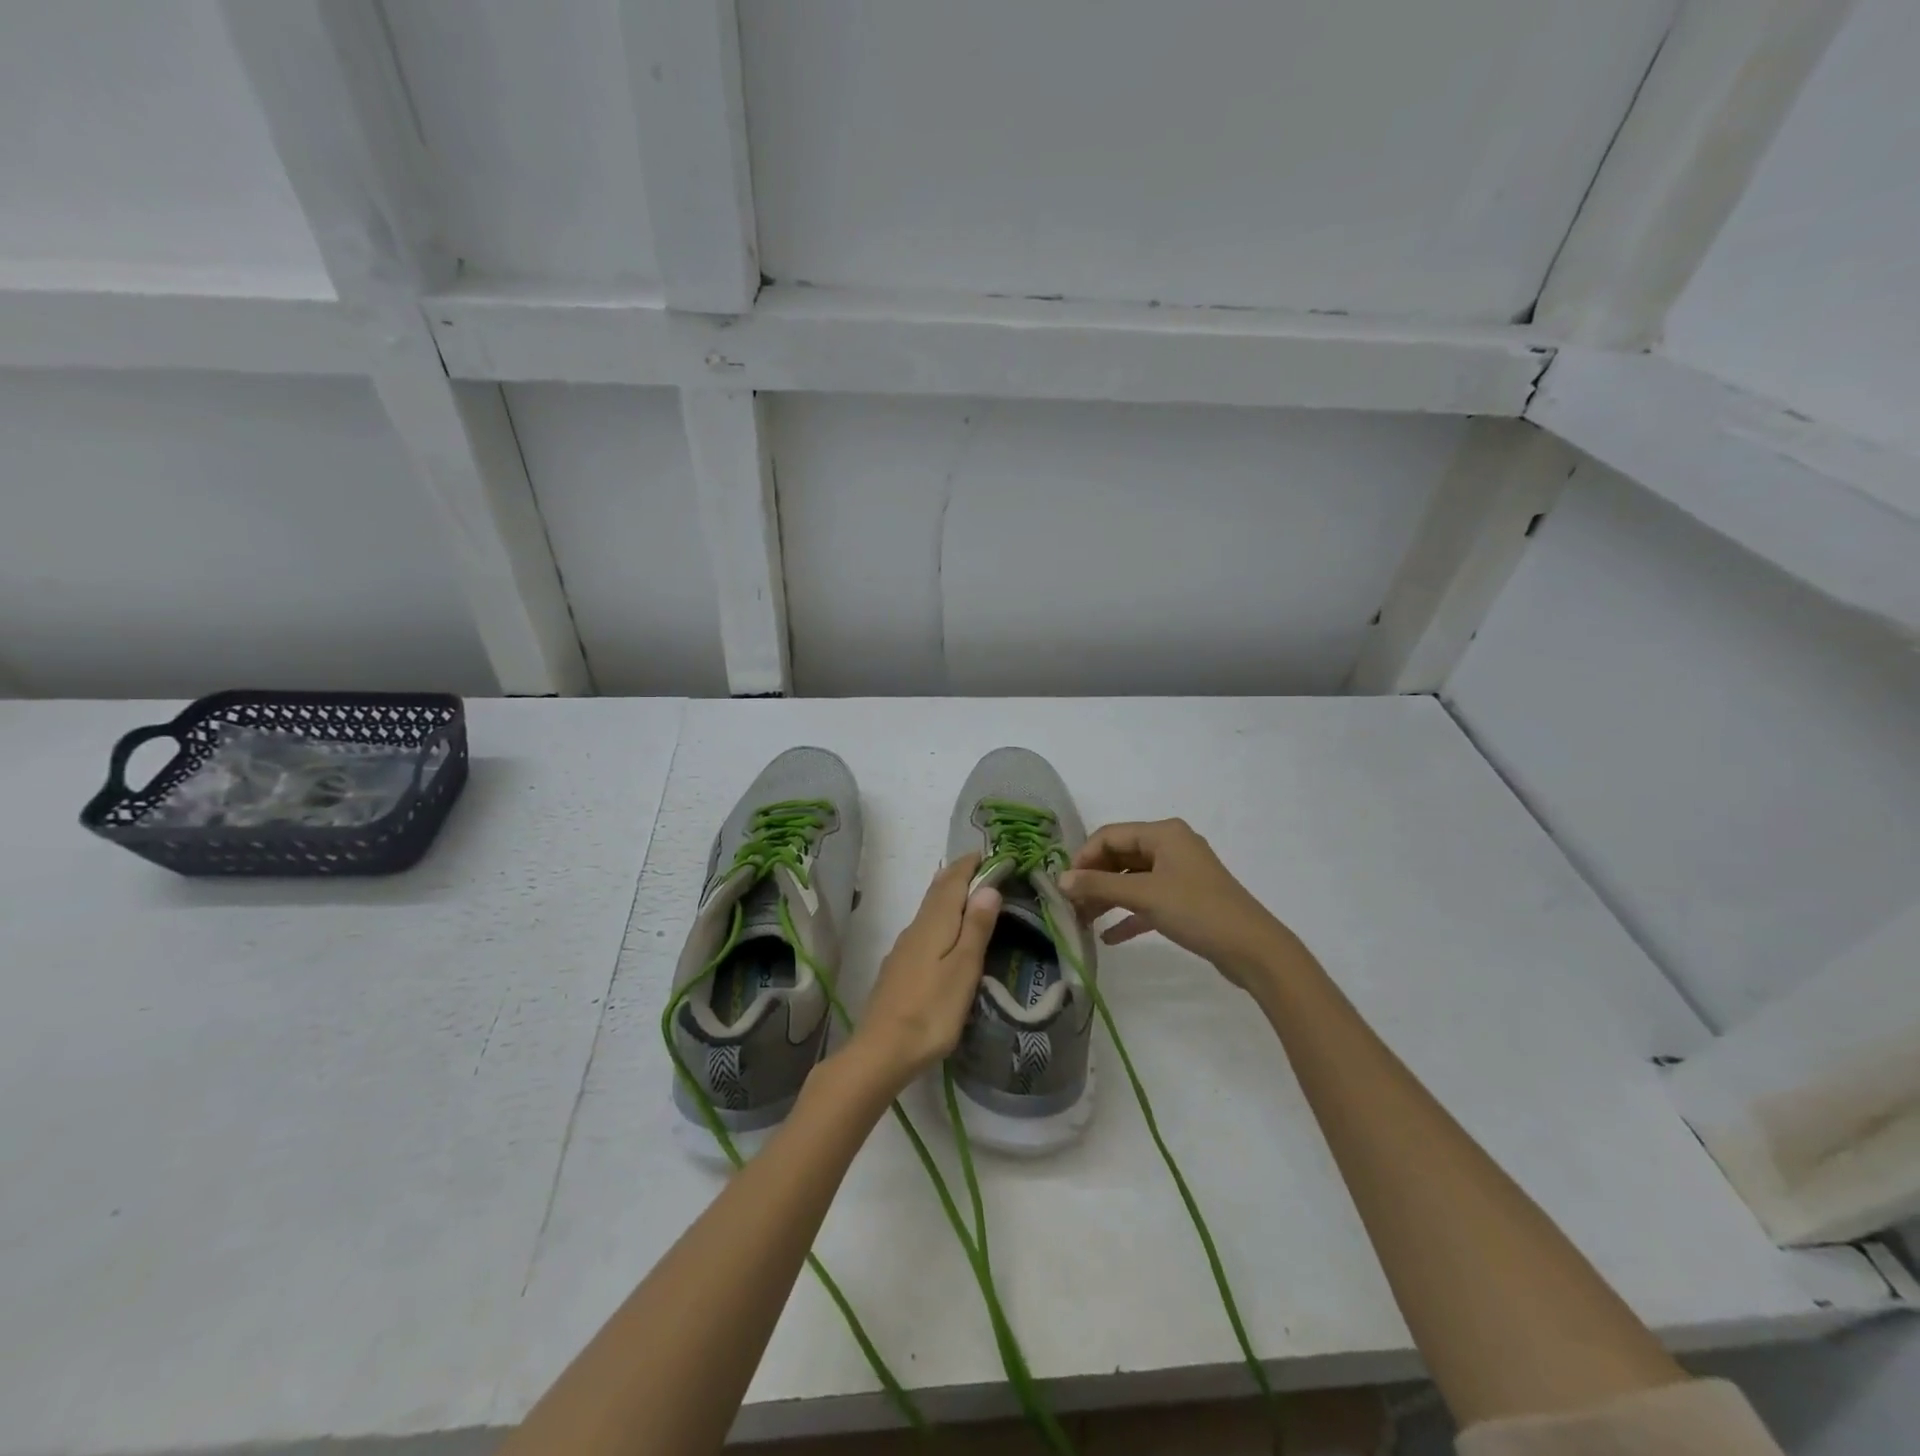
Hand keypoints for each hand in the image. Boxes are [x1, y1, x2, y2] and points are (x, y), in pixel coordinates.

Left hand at [847, 854, 1000, 1090]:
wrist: (881, 1050)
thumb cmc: (931, 1011)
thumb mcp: (963, 969)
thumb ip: (976, 927)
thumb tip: (988, 887)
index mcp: (934, 923)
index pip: (952, 881)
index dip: (970, 865)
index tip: (990, 854)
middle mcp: (915, 927)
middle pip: (937, 891)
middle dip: (958, 875)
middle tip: (981, 867)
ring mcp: (903, 948)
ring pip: (929, 909)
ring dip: (948, 895)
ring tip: (969, 894)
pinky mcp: (899, 968)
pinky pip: (923, 928)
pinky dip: (939, 917)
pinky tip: (944, 933)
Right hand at [1058, 819, 1291, 988]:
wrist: (1252, 949)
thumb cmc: (1196, 910)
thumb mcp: (1144, 896)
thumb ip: (1098, 886)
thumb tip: (1059, 880)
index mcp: (1163, 833)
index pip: (1110, 835)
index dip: (1083, 857)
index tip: (1064, 885)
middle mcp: (1170, 846)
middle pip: (1119, 856)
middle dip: (1093, 879)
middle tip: (1070, 905)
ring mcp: (1179, 873)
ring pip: (1132, 879)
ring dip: (1107, 898)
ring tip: (1083, 921)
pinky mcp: (1185, 899)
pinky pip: (1148, 900)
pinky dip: (1128, 915)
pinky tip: (1109, 937)